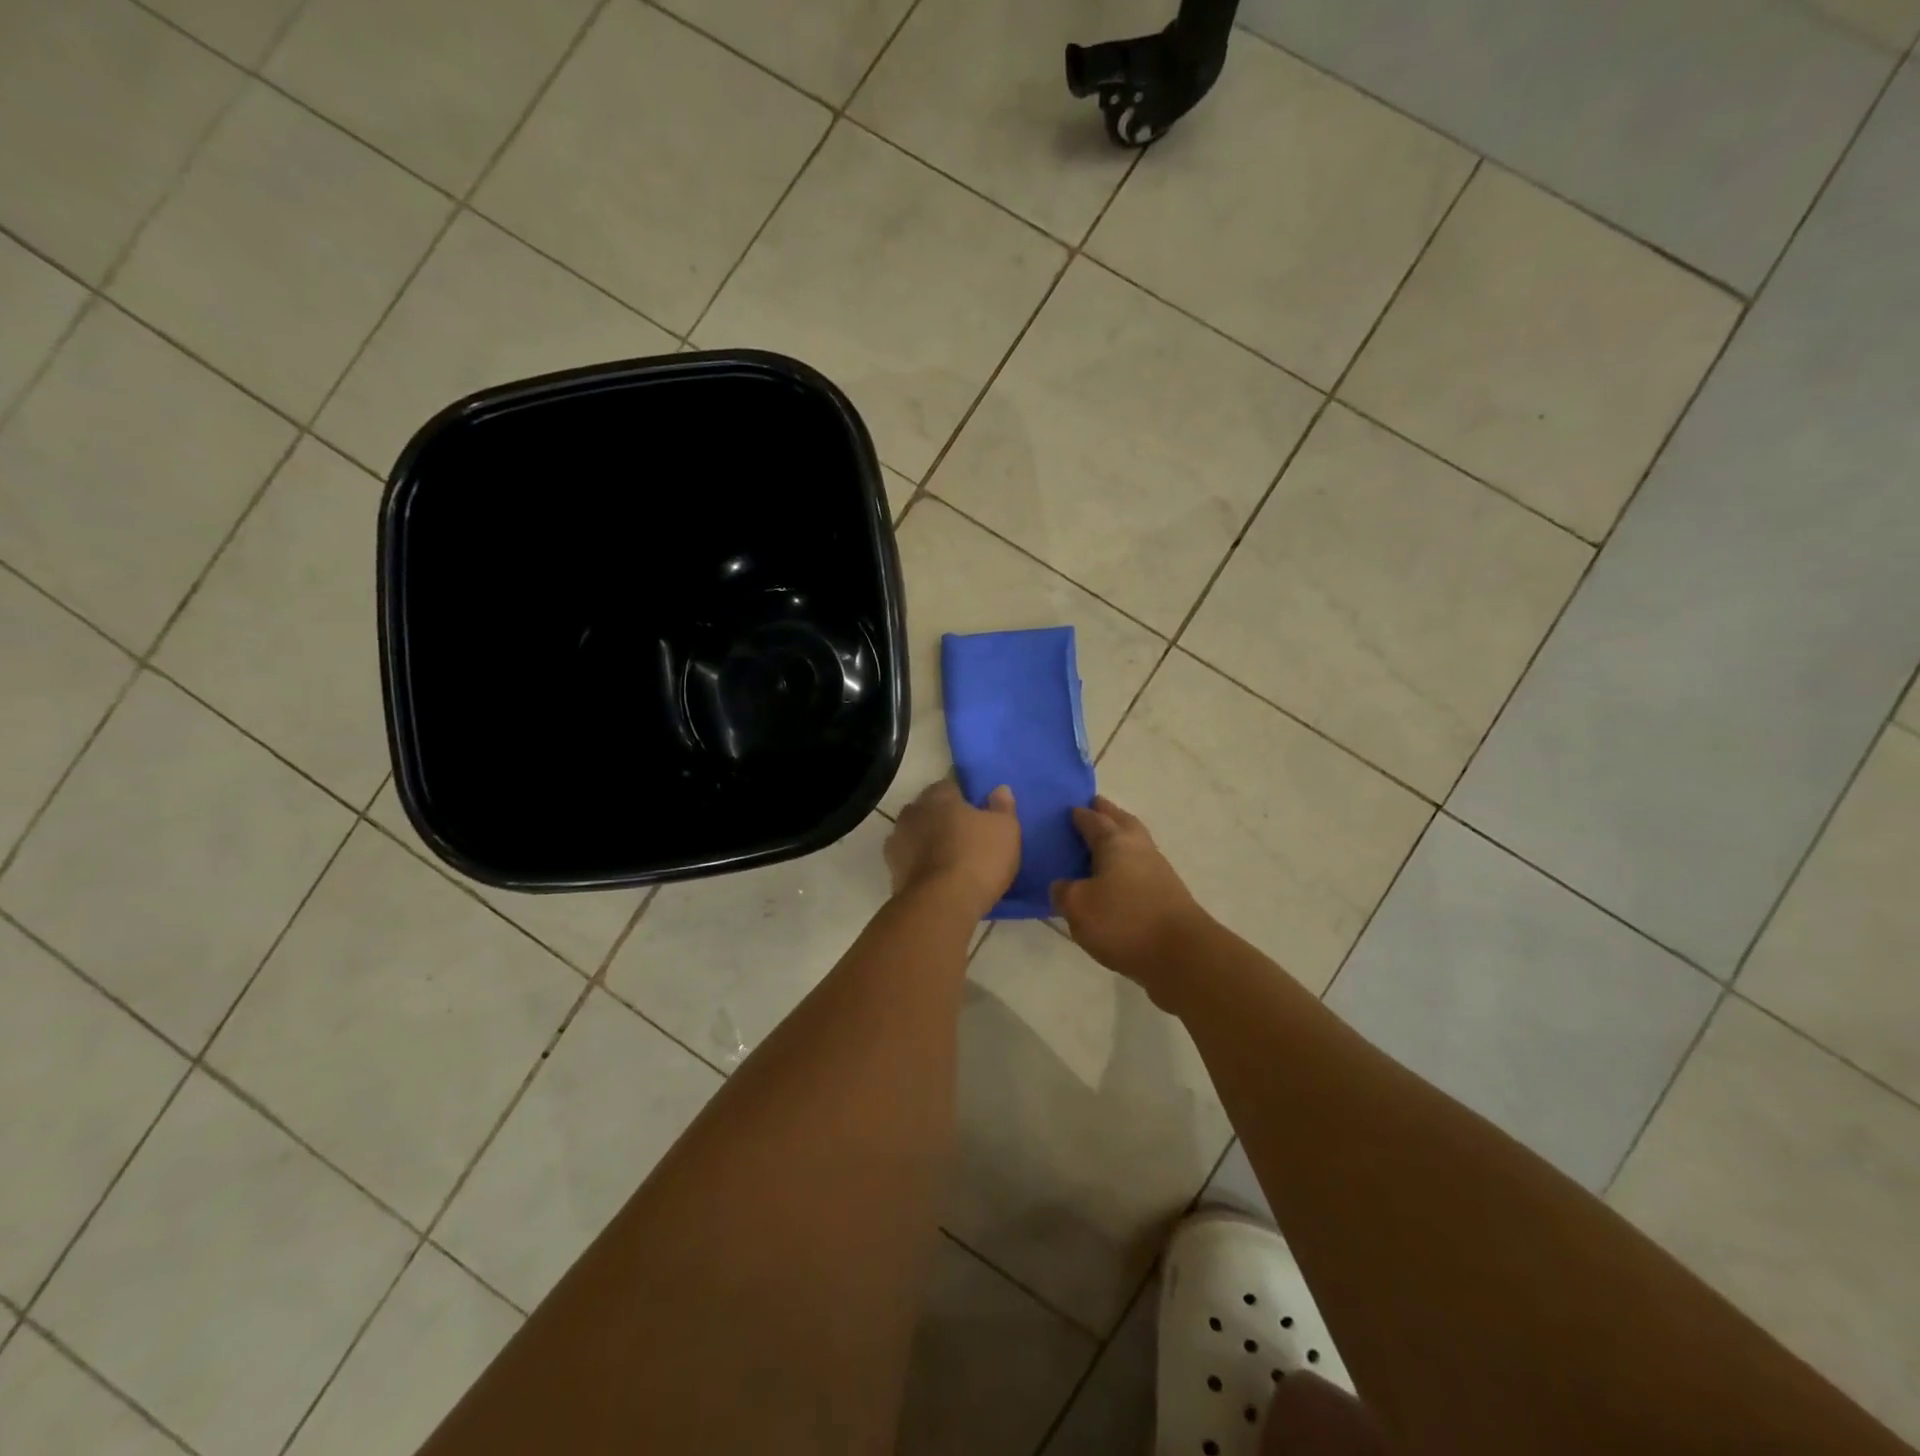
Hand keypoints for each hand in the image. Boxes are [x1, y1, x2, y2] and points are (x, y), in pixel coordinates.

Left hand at [885, 779, 1020, 919]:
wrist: (940, 905)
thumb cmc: (977, 858)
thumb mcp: (1005, 829)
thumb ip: (1001, 807)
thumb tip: (1000, 789)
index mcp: (938, 797)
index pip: (949, 787)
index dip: (963, 798)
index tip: (976, 813)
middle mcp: (912, 813)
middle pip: (928, 810)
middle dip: (942, 819)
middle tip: (964, 836)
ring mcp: (897, 843)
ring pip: (915, 835)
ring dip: (928, 842)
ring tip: (950, 859)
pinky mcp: (892, 872)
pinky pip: (910, 862)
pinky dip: (920, 866)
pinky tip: (936, 878)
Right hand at [1051, 796, 1206, 993]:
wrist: (1182, 955)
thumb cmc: (1124, 922)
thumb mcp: (1078, 907)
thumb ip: (1064, 892)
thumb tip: (1062, 885)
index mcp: (1115, 842)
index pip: (1094, 820)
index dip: (1080, 815)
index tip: (1070, 809)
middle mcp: (1139, 848)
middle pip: (1123, 822)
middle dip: (1108, 813)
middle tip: (1094, 807)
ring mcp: (1159, 870)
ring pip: (1136, 843)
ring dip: (1121, 837)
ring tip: (1103, 843)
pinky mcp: (1169, 894)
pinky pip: (1141, 868)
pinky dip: (1128, 865)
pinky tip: (1118, 878)